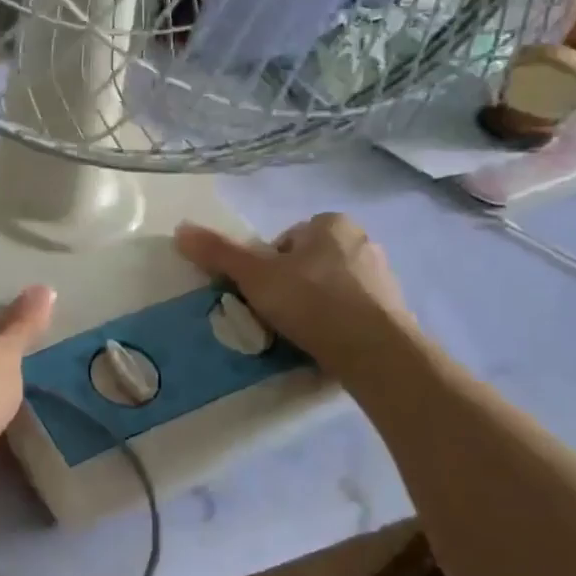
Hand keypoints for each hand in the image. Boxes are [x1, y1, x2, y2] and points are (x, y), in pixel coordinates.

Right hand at [175, 213, 414, 373]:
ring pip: (331, 288)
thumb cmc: (312, 301)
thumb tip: (179, 229)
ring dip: (314, 306)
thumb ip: (218, 253)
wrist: (376, 351)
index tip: (261, 293)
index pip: (285, 240)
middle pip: (307, 263)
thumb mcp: (255, 276)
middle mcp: (362, 242)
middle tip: (275, 314)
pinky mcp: (396, 312)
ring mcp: (383, 278)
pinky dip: (337, 325)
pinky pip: (353, 312)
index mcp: (332, 224)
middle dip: (291, 286)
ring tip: (299, 334)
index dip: (266, 267)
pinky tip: (325, 345)